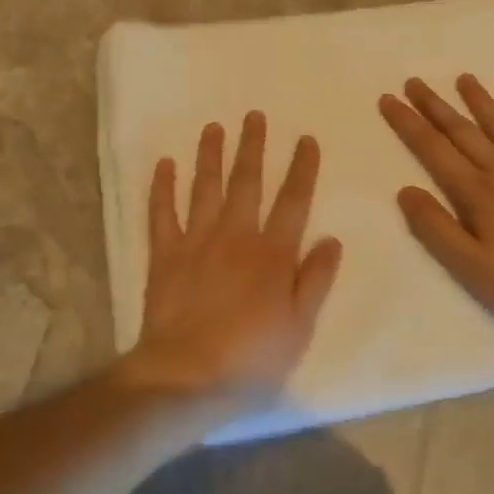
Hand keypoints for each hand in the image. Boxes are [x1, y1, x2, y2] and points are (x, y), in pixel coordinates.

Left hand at [121, 112, 342, 403]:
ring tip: (214, 127)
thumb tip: (331, 238)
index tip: (306, 139)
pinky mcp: (165, 255)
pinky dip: (162, 187)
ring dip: (210, 155)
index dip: (302, 168)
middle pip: (247, 182)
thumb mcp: (299, 326)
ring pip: (204, 188)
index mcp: (273, 254)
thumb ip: (315, 280)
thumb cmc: (251, 358)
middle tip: (254, 115)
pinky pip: (162, 213)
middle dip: (252, 147)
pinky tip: (164, 164)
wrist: (187, 377)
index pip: (293, 201)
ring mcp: (197, 242)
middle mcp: (236, 236)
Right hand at [380, 74, 493, 335]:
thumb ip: (435, 227)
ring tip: (464, 78)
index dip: (409, 123)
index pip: (433, 149)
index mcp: (476, 193)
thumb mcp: (469, 267)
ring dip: (480, 101)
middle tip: (414, 81)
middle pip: (462, 130)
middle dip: (435, 105)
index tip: (389, 99)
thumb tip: (405, 190)